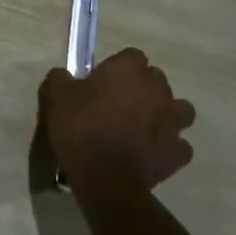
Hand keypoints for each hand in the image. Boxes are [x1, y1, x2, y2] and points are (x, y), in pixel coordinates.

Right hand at [40, 48, 195, 196]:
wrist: (104, 179)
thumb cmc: (80, 129)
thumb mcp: (56, 96)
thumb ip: (61, 78)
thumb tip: (65, 75)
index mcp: (130, 70)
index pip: (132, 55)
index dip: (117, 67)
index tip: (102, 81)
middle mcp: (158, 90)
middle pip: (156, 79)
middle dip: (142, 87)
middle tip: (119, 103)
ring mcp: (173, 122)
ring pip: (179, 109)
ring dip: (165, 113)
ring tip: (144, 125)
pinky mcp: (178, 152)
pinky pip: (179, 144)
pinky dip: (169, 146)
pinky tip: (152, 151)